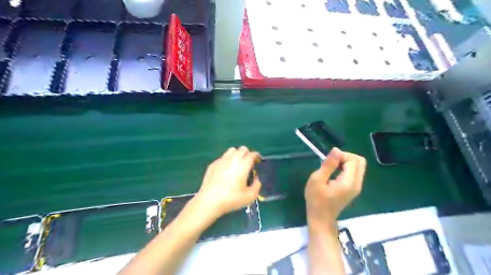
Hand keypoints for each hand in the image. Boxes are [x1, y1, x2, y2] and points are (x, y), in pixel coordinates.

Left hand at [195, 147, 259, 218]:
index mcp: (243, 164)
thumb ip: (257, 185)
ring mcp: (221, 160)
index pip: (252, 154)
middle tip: (248, 163)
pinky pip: (222, 158)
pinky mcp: (213, 164)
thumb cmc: (232, 198)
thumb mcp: (250, 196)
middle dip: (247, 153)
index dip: (257, 156)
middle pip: (242, 149)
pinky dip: (227, 161)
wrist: (210, 200)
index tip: (258, 162)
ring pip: (231, 150)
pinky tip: (225, 171)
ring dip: (236, 154)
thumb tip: (257, 179)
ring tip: (237, 164)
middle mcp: (233, 158)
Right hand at [305, 148, 365, 224]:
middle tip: (332, 162)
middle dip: (346, 157)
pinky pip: (355, 172)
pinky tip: (335, 173)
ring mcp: (357, 187)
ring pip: (359, 166)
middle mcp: (357, 184)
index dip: (341, 155)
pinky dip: (347, 168)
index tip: (328, 161)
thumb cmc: (316, 200)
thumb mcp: (317, 180)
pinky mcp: (354, 189)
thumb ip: (328, 165)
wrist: (321, 219)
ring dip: (346, 162)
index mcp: (348, 182)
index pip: (353, 159)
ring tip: (332, 168)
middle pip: (360, 161)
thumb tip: (336, 150)